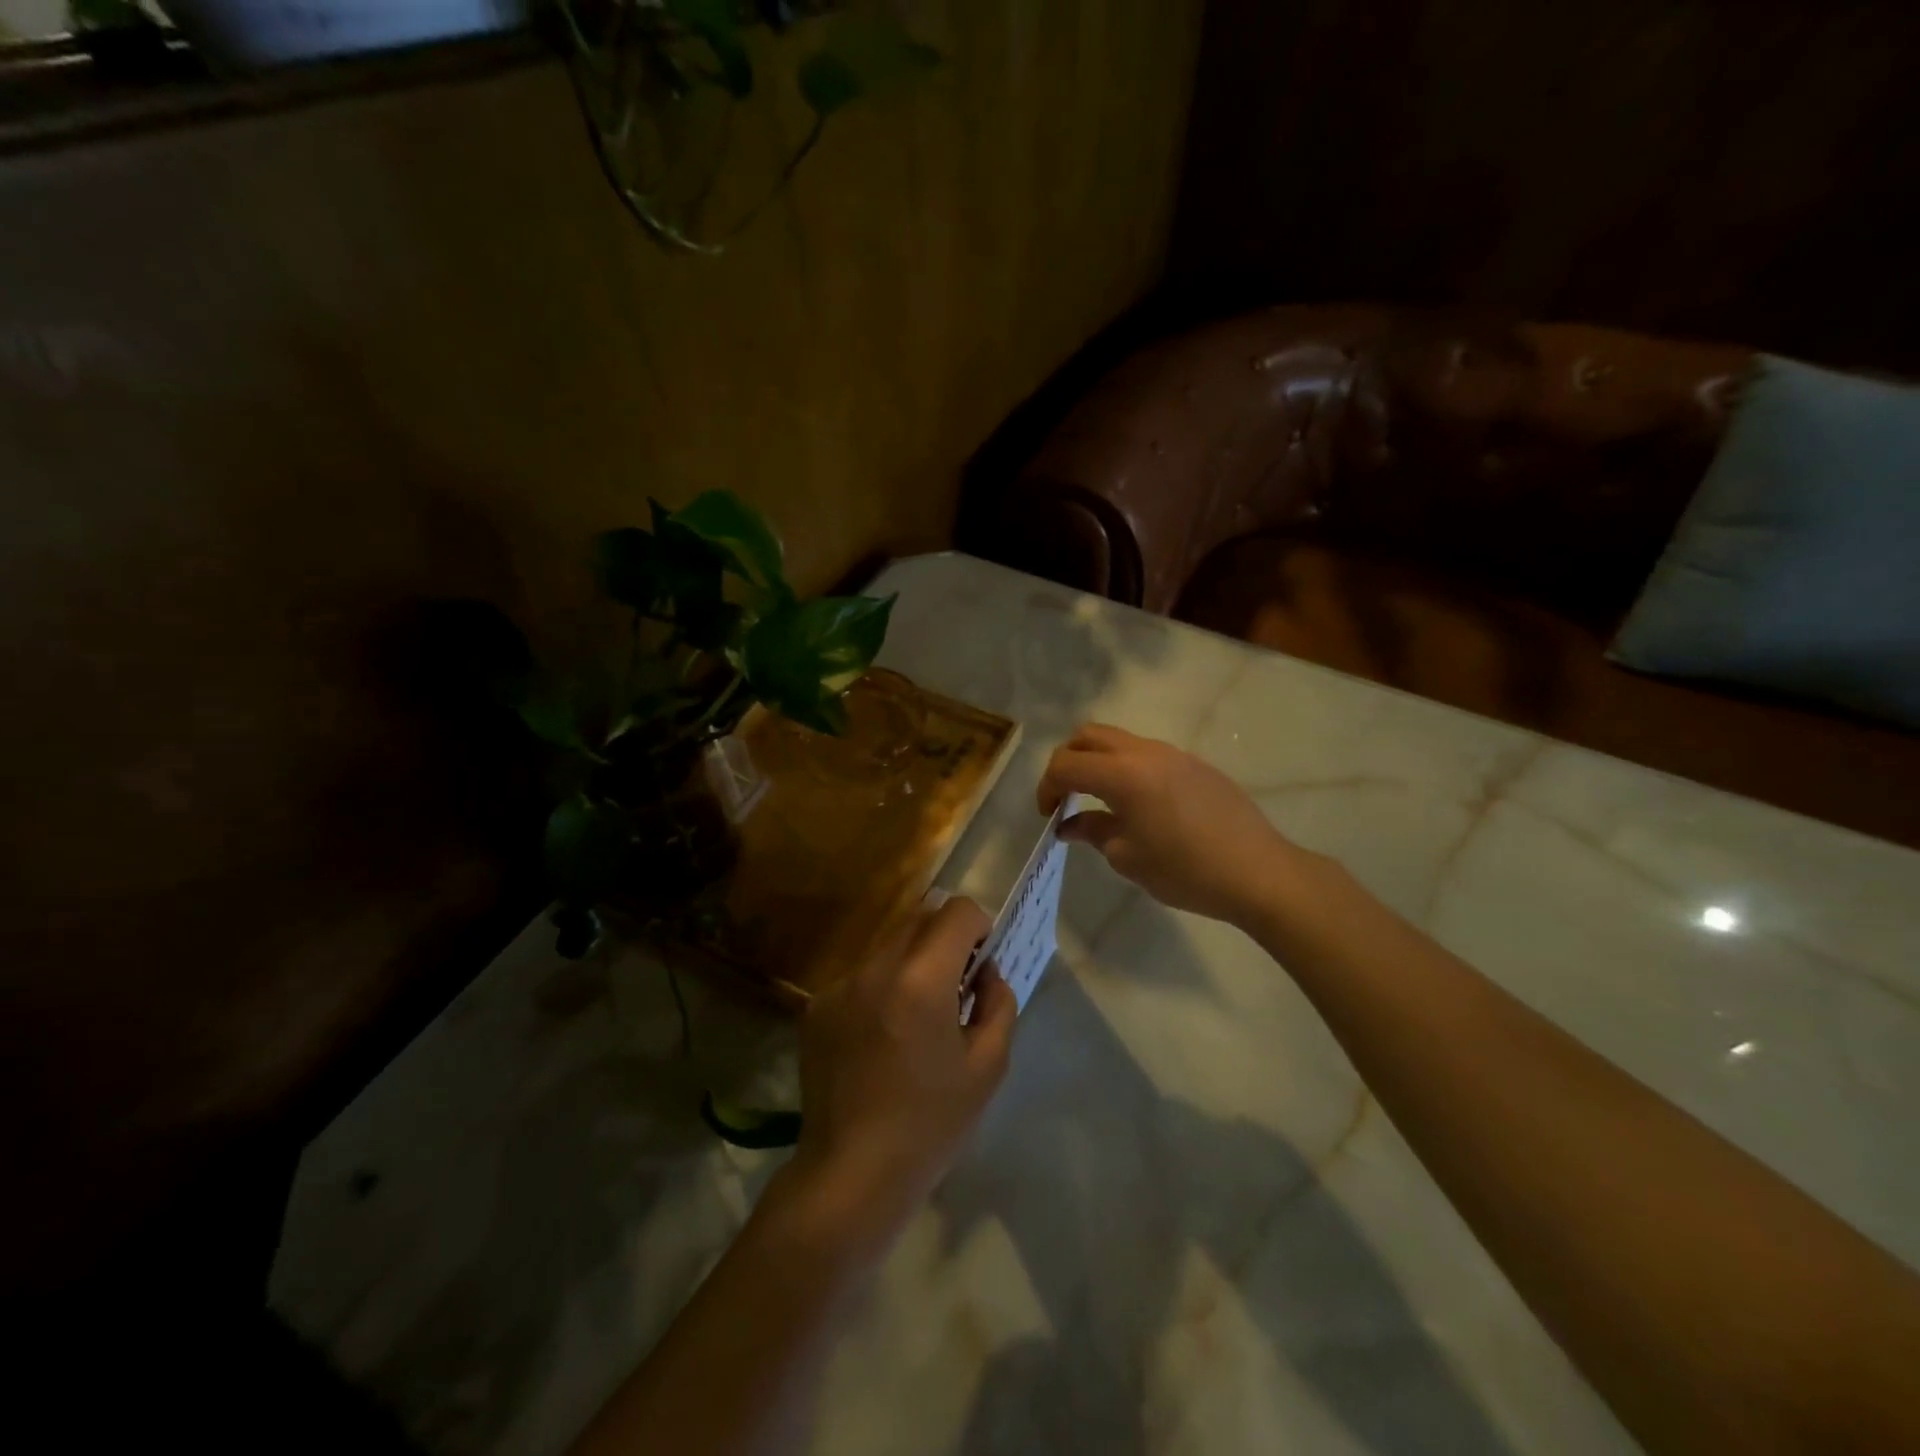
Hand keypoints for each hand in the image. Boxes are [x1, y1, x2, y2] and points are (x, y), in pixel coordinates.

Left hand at [788, 898, 1016, 1241]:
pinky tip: (882, 1037)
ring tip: (917, 1015)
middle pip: (920, 918)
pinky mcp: (817, 1006)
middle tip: (955, 986)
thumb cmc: (931, 1123)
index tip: (981, 962)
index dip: (979, 926)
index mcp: (921, 979)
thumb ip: (998, 1004)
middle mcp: (875, 967)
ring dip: (912, 961)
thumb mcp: (988, 1066)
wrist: (852, 1173)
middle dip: (946, 939)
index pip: (957, 911)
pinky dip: (881, 987)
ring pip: (888, 945)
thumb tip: (988, 973)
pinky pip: (861, 976)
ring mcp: (840, 985)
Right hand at [1038, 723, 1303, 927]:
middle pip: (1088, 736)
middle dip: (1067, 761)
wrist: (1259, 872)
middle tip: (1065, 796)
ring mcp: (1173, 754)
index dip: (1047, 787)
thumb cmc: (1186, 870)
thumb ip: (1094, 832)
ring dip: (1097, 761)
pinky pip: (1146, 754)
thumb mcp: (1129, 857)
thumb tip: (1070, 824)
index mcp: (1123, 774)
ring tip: (1098, 800)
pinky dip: (1125, 768)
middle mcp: (1145, 752)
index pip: (1066, 764)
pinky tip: (1136, 804)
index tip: (1048, 815)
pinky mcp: (1194, 764)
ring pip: (1119, 740)